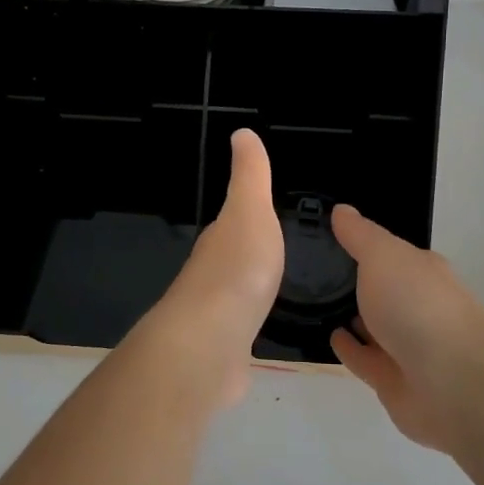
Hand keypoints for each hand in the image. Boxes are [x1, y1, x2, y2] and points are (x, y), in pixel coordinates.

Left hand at [148, 130, 283, 404]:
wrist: (210, 343)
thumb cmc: (237, 270)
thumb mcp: (250, 210)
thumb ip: (250, 176)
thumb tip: (241, 133)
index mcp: (219, 241)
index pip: (231, 224)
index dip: (245, 218)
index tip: (262, 216)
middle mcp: (210, 275)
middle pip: (230, 261)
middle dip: (247, 257)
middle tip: (273, 255)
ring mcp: (214, 316)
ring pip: (234, 297)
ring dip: (246, 293)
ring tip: (269, 292)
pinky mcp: (222, 352)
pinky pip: (239, 333)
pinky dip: (247, 328)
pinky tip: (256, 334)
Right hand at [328, 205, 483, 453]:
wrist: (453, 384)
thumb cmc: (418, 306)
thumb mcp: (384, 256)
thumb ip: (360, 235)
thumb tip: (340, 209)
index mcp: (421, 271)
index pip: (389, 252)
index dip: (362, 243)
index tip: (328, 234)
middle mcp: (417, 305)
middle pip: (382, 289)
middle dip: (355, 280)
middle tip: (311, 268)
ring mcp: (407, 345)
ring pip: (372, 325)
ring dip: (350, 315)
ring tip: (312, 301)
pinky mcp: (393, 380)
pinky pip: (364, 358)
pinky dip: (349, 347)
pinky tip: (328, 335)